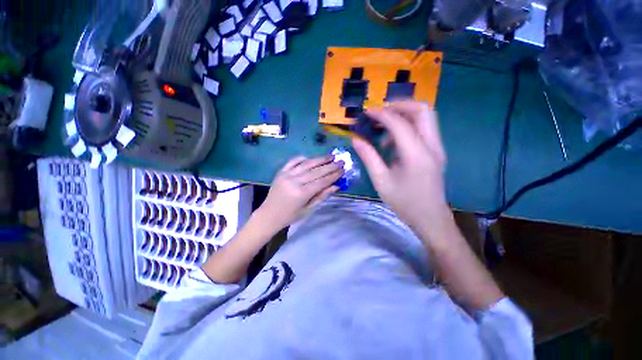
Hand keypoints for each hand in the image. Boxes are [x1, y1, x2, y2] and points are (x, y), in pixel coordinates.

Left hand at [256, 155, 343, 229]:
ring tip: (330, 156)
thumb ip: (322, 196)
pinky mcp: (281, 172)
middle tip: (341, 161)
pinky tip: (311, 158)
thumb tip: (336, 186)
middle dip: (330, 166)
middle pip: (316, 171)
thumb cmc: (290, 216)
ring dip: (319, 159)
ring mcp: (286, 174)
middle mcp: (294, 181)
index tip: (343, 170)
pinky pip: (293, 161)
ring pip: (306, 164)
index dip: (333, 175)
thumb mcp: (308, 209)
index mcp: (301, 193)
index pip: (322, 181)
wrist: (268, 215)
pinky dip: (302, 158)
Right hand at [352, 102, 452, 242]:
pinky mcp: (435, 151)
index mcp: (416, 154)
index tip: (366, 112)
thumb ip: (368, 157)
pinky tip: (392, 142)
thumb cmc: (404, 202)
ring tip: (382, 128)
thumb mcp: (381, 181)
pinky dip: (407, 127)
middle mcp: (432, 145)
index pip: (400, 123)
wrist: (430, 218)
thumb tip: (355, 139)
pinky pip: (423, 129)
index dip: (381, 114)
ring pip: (425, 117)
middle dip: (399, 105)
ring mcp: (437, 147)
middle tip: (379, 113)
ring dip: (403, 116)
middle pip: (422, 110)